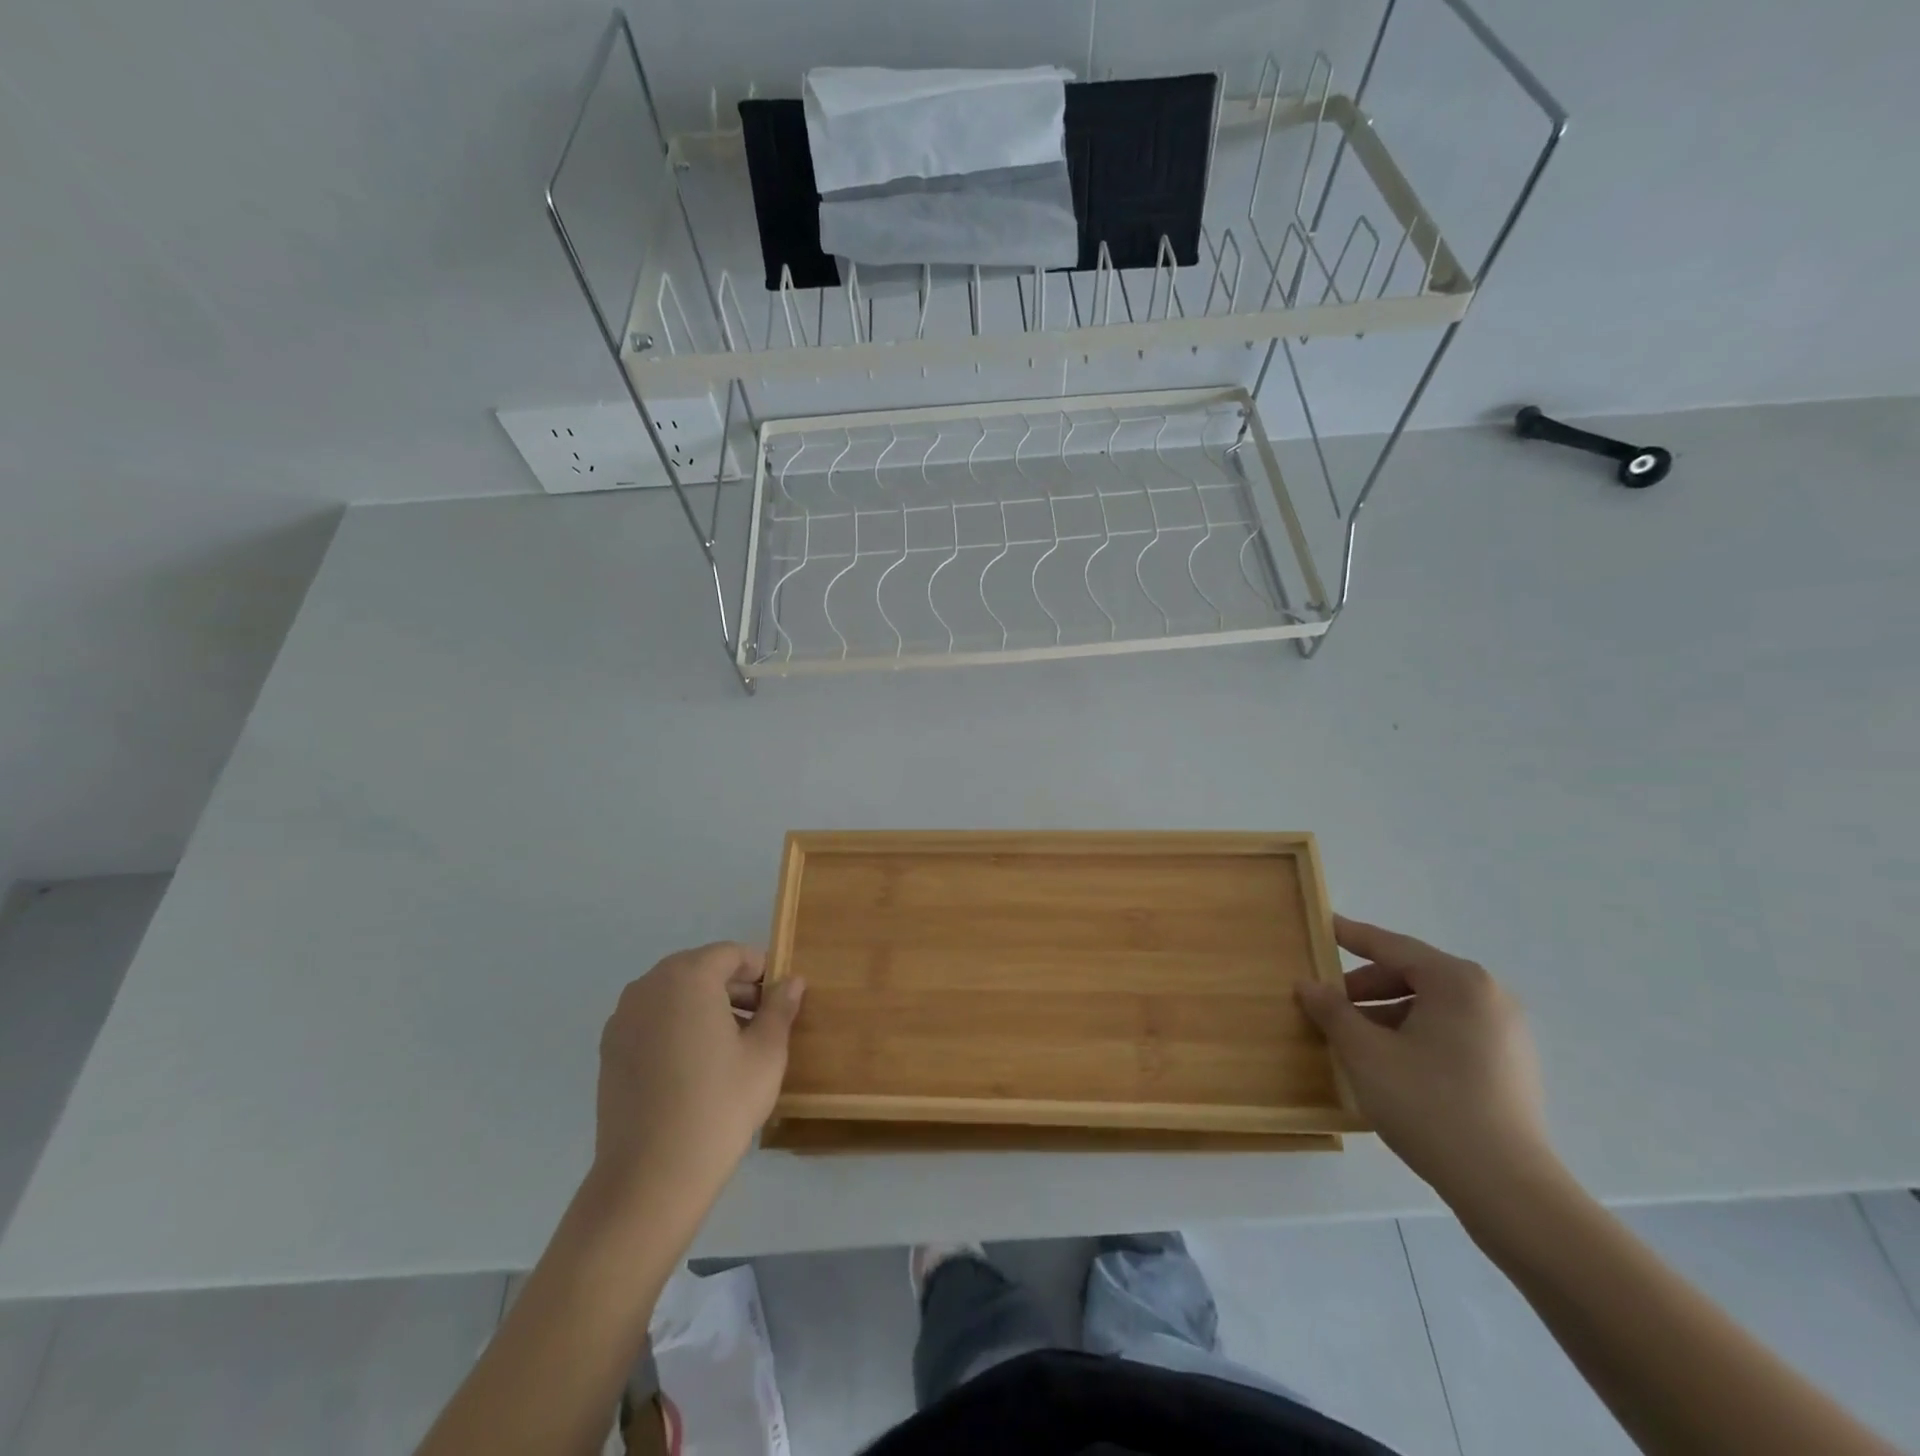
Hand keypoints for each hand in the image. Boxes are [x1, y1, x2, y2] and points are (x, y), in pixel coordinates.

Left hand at [590, 942, 804, 1225]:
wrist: (650, 1177)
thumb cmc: (719, 1104)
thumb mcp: (766, 1053)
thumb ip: (780, 1008)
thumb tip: (791, 981)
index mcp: (688, 977)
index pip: (730, 954)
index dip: (759, 971)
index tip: (777, 1001)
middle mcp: (648, 986)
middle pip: (700, 970)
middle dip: (733, 988)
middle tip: (760, 1023)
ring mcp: (622, 1019)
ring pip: (674, 995)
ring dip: (705, 1007)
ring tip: (731, 1047)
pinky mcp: (609, 1051)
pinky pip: (652, 1020)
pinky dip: (677, 1027)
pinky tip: (695, 1067)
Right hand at [1298, 916, 1555, 1203]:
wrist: (1507, 1189)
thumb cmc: (1429, 1105)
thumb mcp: (1365, 1053)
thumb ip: (1332, 1011)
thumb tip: (1308, 985)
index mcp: (1457, 982)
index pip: (1392, 946)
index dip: (1351, 936)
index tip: (1323, 924)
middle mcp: (1488, 996)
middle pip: (1414, 975)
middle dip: (1366, 987)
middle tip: (1329, 1004)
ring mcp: (1506, 1032)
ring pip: (1431, 1006)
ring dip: (1388, 1013)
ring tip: (1354, 1039)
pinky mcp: (1511, 1066)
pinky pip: (1451, 1031)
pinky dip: (1415, 1034)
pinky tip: (1390, 1063)